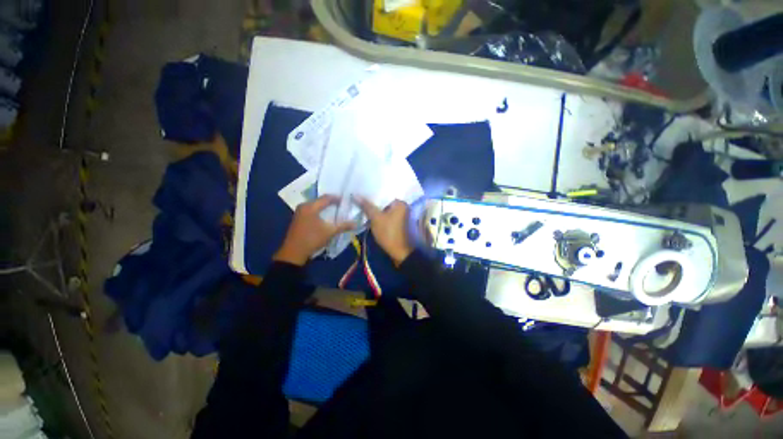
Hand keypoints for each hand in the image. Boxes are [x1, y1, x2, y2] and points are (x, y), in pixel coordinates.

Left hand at [273, 195, 355, 265]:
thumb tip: (356, 223)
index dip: (338, 198)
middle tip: (343, 205)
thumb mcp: (330, 232)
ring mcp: (300, 212)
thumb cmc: (312, 239)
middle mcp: (304, 206)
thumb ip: (343, 226)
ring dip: (326, 207)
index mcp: (310, 206)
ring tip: (337, 210)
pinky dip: (320, 211)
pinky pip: (312, 210)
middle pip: (320, 200)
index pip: (327, 198)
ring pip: (316, 205)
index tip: (347, 200)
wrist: (293, 253)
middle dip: (332, 202)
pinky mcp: (299, 218)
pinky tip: (326, 216)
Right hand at [355, 196, 413, 265]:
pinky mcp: (397, 222)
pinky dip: (379, 214)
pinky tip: (369, 213)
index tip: (360, 190)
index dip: (371, 192)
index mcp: (399, 202)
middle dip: (372, 200)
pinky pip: (386, 214)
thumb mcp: (376, 218)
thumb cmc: (389, 233)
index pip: (384, 192)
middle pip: (384, 200)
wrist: (400, 252)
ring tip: (361, 203)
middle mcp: (402, 206)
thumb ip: (366, 206)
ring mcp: (400, 214)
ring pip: (384, 208)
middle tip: (358, 197)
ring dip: (374, 208)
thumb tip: (355, 194)